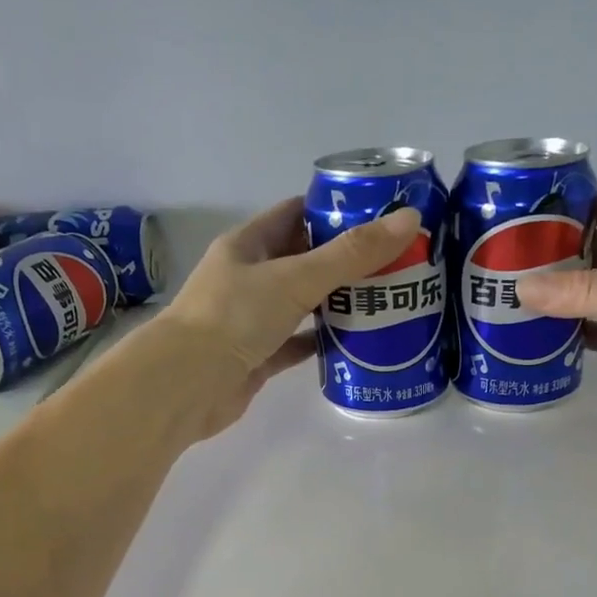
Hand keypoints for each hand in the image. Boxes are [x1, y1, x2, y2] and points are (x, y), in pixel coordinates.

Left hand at [159, 197, 422, 432]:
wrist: (188, 386)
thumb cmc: (235, 318)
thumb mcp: (296, 278)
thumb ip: (351, 254)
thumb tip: (408, 220)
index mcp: (249, 244)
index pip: (296, 213)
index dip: (335, 210)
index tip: (379, 215)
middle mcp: (249, 277)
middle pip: (303, 260)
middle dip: (345, 260)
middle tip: (395, 262)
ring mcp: (252, 319)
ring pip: (302, 304)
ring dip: (336, 302)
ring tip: (385, 299)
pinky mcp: (258, 357)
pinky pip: (297, 343)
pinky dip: (322, 342)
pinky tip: (356, 343)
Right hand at [514, 186, 596, 404]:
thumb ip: (590, 293)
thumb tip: (520, 291)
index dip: (559, 206)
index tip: (508, 216)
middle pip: (589, 252)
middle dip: (547, 259)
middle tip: (491, 270)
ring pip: (594, 297)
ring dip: (558, 303)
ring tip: (503, 308)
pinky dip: (577, 338)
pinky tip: (538, 343)